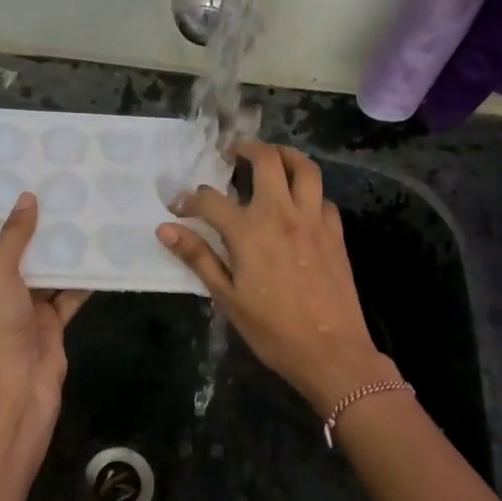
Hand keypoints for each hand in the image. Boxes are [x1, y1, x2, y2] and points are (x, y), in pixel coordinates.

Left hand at [0, 193, 89, 430]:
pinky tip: (100, 254)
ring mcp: (26, 310)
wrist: (18, 388)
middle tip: (56, 192)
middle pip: (19, 255)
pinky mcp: (52, 324)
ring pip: (47, 273)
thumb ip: (13, 237)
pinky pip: (69, 294)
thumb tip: (27, 198)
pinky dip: (83, 279)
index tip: (14, 185)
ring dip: (62, 252)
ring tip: (82, 213)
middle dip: (36, 230)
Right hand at [158, 141, 395, 414]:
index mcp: (249, 231)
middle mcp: (282, 214)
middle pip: (267, 160)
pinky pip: (323, 197)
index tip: (180, 207)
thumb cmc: (272, 330)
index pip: (211, 199)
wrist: (331, 352)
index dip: (190, 199)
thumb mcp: (227, 297)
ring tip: (271, 160)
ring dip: (285, 155)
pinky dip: (308, 191)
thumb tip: (165, 229)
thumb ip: (197, 257)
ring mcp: (313, 220)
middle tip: (233, 153)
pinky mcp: (335, 232)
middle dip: (247, 148)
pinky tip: (299, 204)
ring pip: (304, 167)